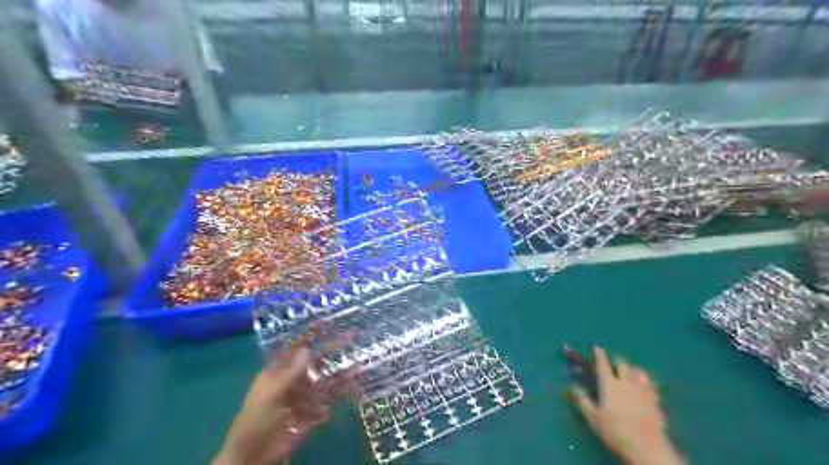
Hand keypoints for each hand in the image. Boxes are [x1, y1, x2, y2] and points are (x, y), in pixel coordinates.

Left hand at [213, 346, 336, 464]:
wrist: (252, 456)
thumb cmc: (257, 420)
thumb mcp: (272, 394)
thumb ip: (291, 372)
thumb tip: (308, 349)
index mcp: (275, 376)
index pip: (293, 357)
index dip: (307, 349)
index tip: (327, 339)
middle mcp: (288, 385)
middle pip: (308, 372)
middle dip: (323, 368)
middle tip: (342, 359)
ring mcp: (297, 402)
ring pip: (316, 389)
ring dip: (328, 386)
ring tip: (344, 381)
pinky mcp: (305, 418)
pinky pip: (319, 408)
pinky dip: (325, 407)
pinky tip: (329, 406)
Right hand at [567, 347, 683, 464]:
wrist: (648, 449)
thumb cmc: (615, 432)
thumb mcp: (593, 417)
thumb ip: (582, 400)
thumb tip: (571, 386)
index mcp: (609, 384)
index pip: (602, 364)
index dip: (599, 354)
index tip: (596, 347)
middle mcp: (626, 382)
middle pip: (622, 363)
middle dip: (615, 361)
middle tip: (611, 363)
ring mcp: (643, 390)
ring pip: (637, 371)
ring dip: (631, 368)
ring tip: (628, 372)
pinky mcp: (655, 400)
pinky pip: (650, 383)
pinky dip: (644, 380)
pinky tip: (644, 385)